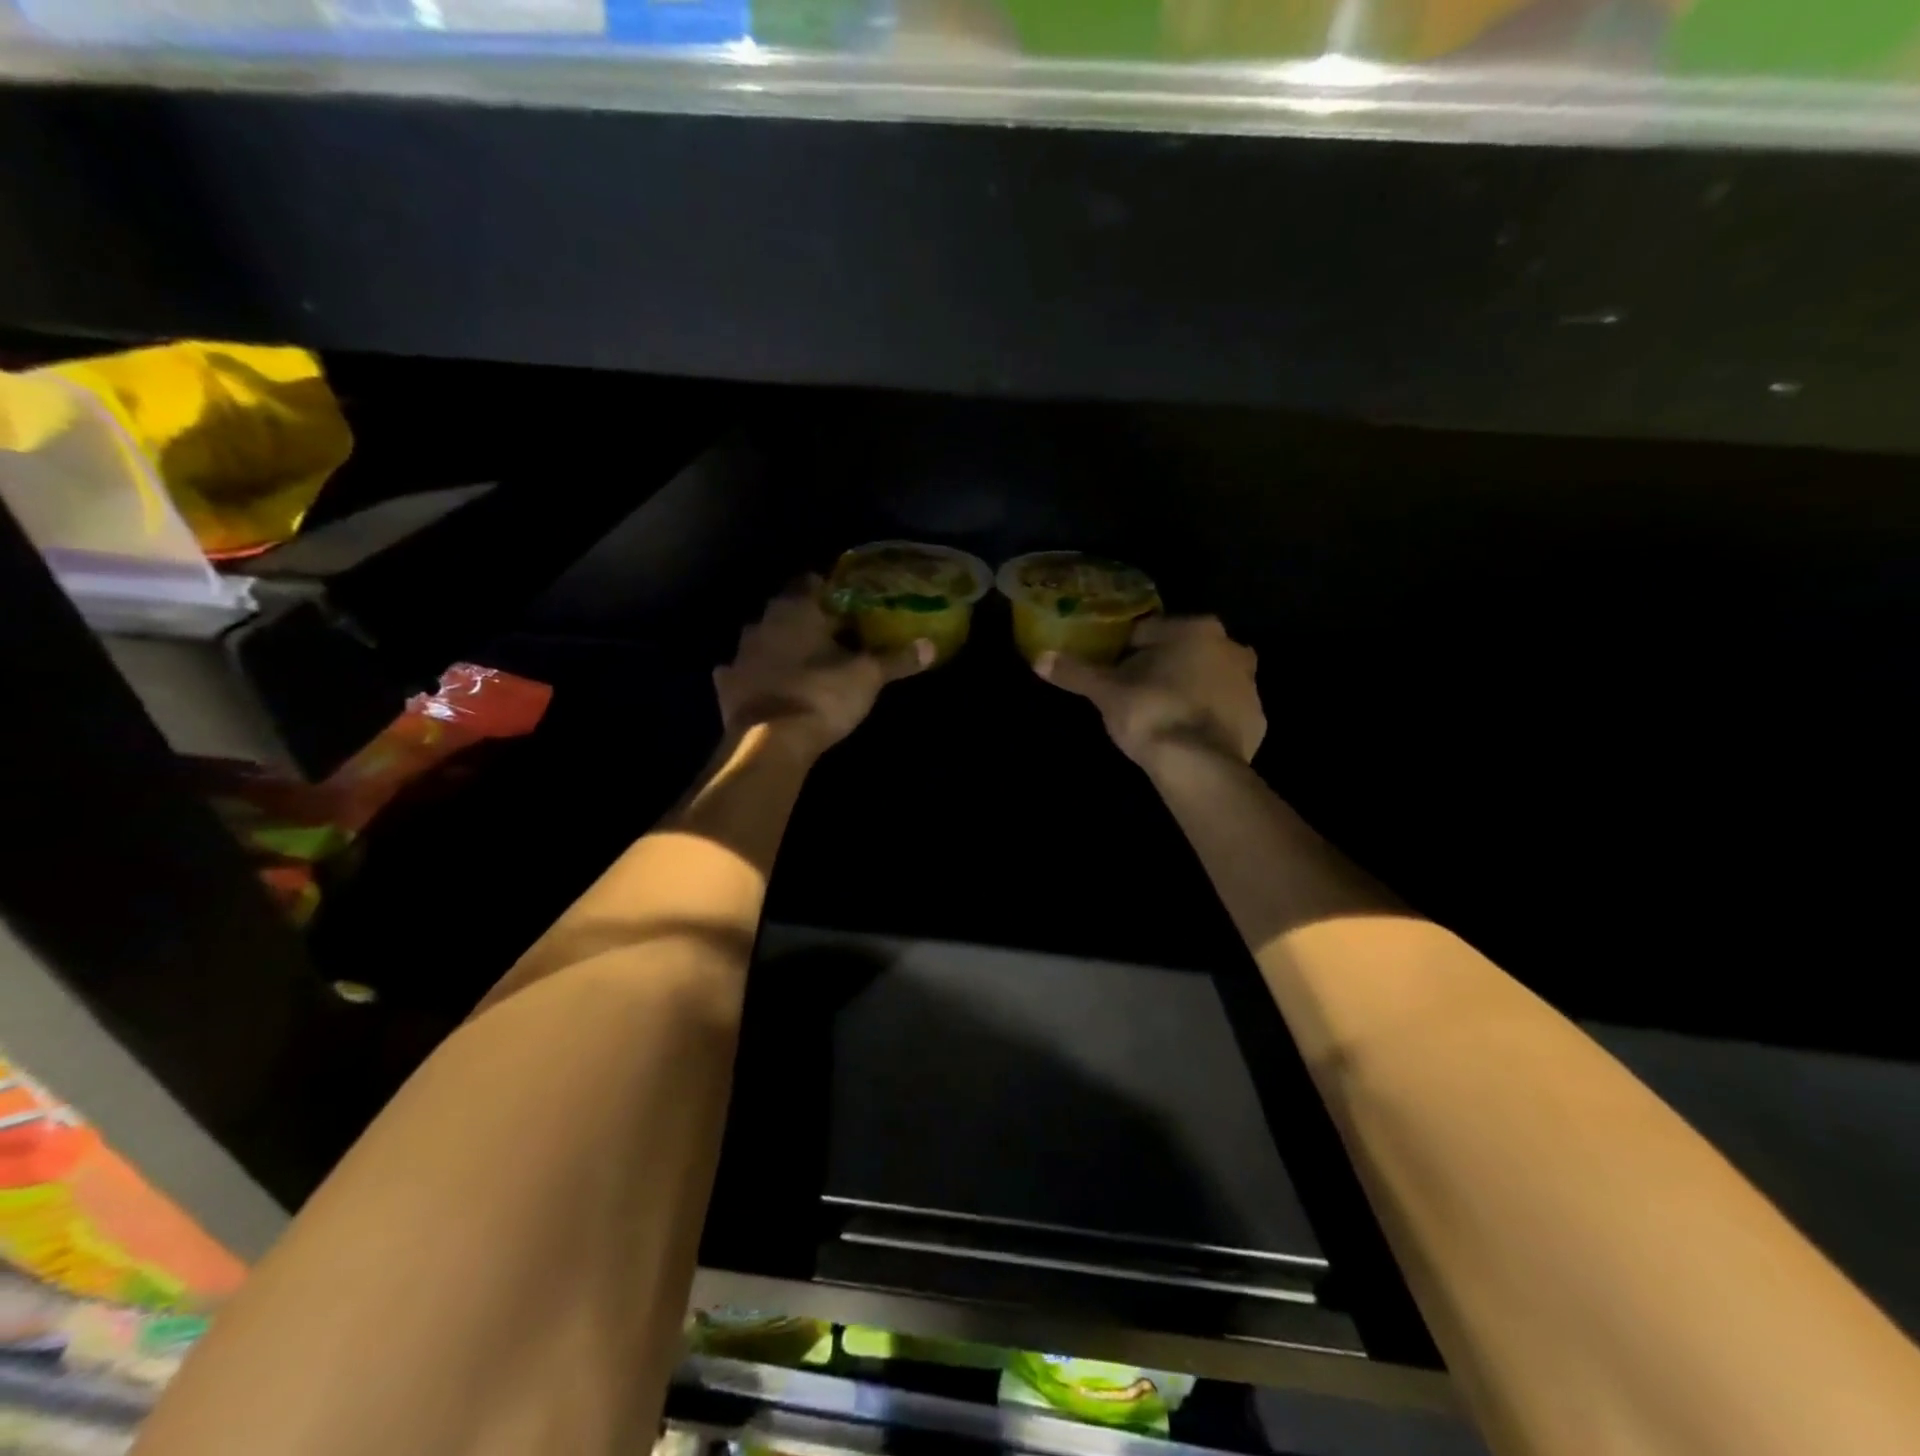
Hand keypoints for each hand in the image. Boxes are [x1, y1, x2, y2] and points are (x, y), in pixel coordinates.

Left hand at [714, 579, 933, 751]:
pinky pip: (740, 671)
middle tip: (831, 632)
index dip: (829, 589)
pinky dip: (754, 674)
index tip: (846, 602)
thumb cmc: (822, 696)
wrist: (770, 742)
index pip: (811, 582)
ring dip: (778, 644)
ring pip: (762, 637)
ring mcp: (740, 653)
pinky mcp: (727, 685)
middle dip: (805, 617)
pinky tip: (767, 684)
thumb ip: (896, 659)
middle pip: (785, 609)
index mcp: (797, 610)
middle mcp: (763, 622)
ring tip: (802, 659)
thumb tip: (930, 645)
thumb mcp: (867, 677)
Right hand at [1035, 616, 1264, 767]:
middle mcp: (1231, 647)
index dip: (1126, 652)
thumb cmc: (1151, 713)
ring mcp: (1249, 685)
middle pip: (1183, 653)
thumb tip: (1039, 658)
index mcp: (1195, 629)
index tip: (1113, 674)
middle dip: (1163, 668)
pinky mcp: (1258, 719)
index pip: (1149, 632)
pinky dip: (1208, 718)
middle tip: (1136, 695)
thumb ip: (1076, 672)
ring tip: (1161, 717)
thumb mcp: (1106, 692)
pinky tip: (1187, 736)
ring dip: (1189, 690)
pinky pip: (1224, 711)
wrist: (1199, 766)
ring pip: (1208, 680)